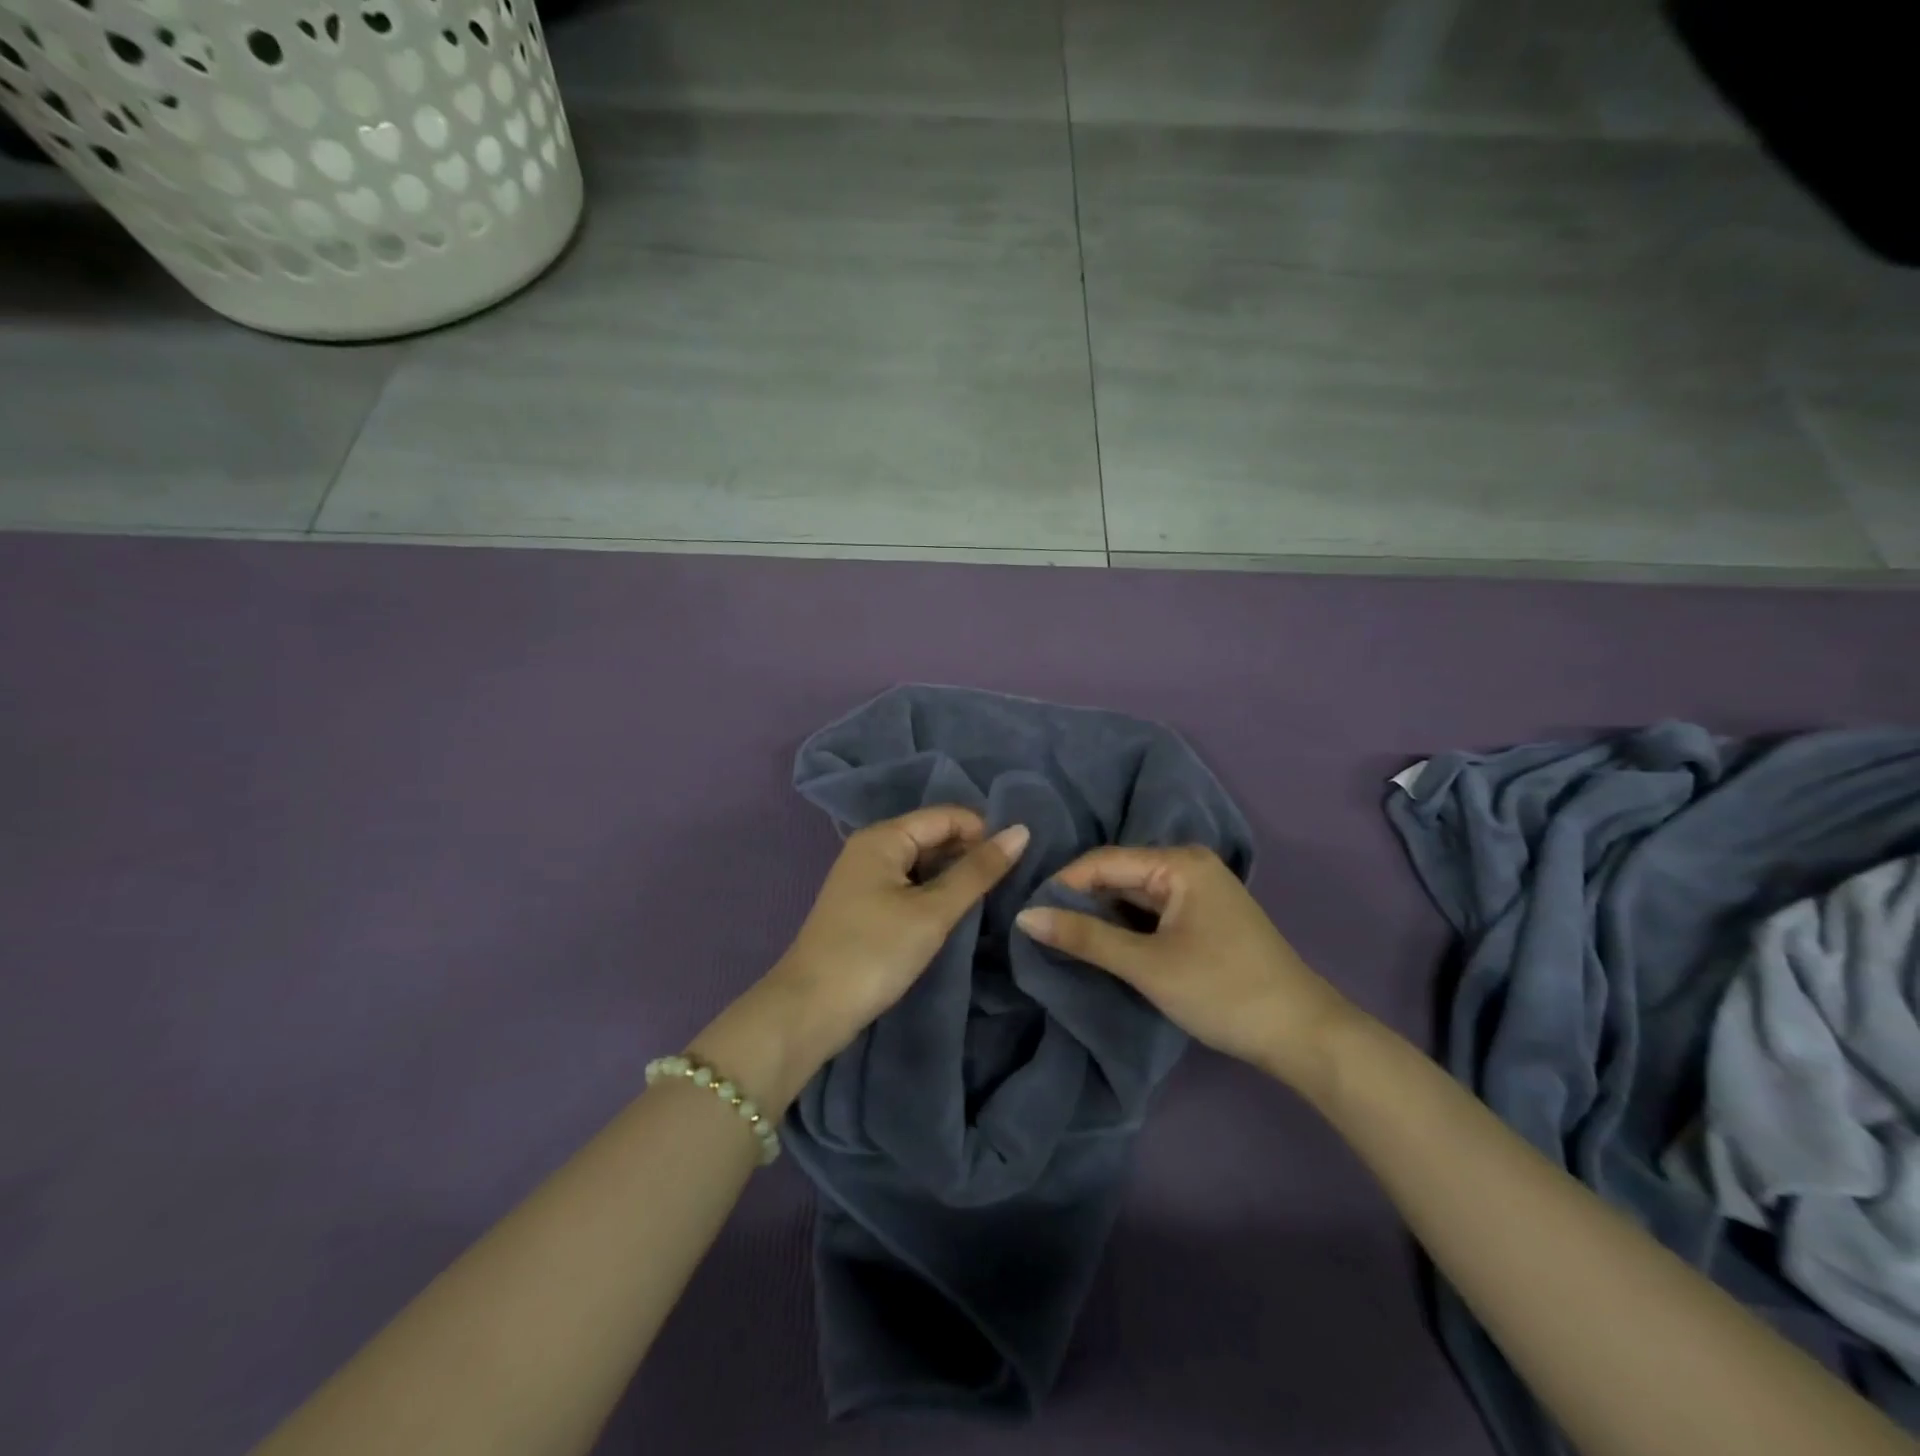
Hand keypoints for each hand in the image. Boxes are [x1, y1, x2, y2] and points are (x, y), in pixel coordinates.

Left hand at [763, 807, 1030, 1073]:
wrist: (810, 1010)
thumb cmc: (875, 952)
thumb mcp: (933, 911)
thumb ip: (977, 871)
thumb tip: (1021, 831)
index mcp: (883, 836)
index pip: (947, 816)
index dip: (984, 832)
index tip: (1018, 862)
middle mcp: (871, 847)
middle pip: (933, 836)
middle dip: (970, 854)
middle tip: (1011, 883)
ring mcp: (865, 877)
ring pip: (922, 863)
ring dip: (954, 877)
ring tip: (991, 898)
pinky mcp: (865, 906)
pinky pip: (909, 885)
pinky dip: (934, 894)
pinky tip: (956, 913)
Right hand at [1016, 846, 1361, 1087]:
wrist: (1302, 1035)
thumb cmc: (1222, 991)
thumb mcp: (1147, 965)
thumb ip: (1085, 938)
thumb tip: (1025, 917)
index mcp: (1178, 862)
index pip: (1102, 861)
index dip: (1061, 885)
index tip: (1025, 914)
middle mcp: (1188, 865)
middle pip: (1117, 875)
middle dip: (1079, 901)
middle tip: (1037, 928)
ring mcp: (1198, 891)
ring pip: (1132, 895)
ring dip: (1100, 916)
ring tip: (1059, 937)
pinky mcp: (1202, 917)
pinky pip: (1150, 911)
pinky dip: (1124, 927)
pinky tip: (1100, 945)